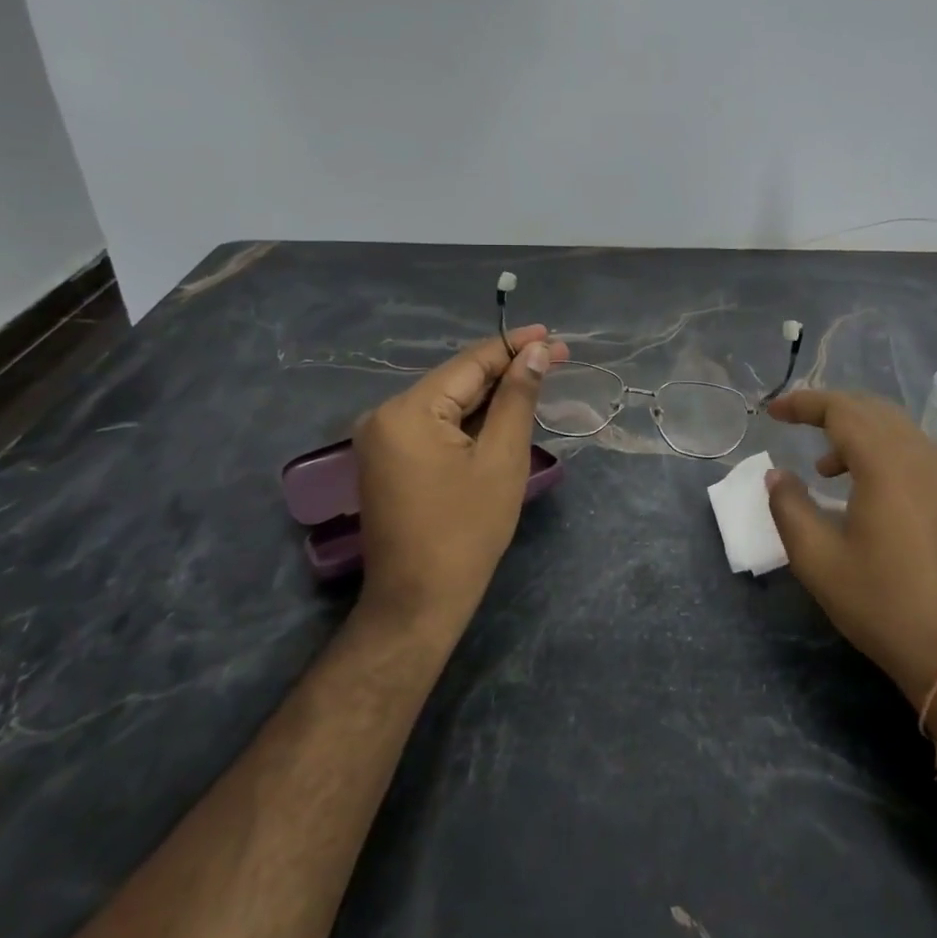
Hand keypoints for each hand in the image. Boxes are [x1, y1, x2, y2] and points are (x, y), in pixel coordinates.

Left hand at [353, 325, 567, 634]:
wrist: (417, 602)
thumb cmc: (466, 532)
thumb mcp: (501, 459)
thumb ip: (517, 398)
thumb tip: (535, 352)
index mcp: (408, 410)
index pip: (470, 363)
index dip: (514, 346)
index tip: (552, 335)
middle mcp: (385, 414)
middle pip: (456, 379)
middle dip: (506, 369)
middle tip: (555, 357)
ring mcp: (382, 437)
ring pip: (447, 400)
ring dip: (490, 393)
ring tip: (536, 378)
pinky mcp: (388, 457)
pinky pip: (435, 423)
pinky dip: (469, 417)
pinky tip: (502, 410)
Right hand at [765, 389, 936, 703]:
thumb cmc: (884, 605)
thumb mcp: (819, 561)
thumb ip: (789, 508)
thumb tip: (776, 475)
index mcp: (888, 464)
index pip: (841, 410)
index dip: (803, 403)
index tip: (773, 412)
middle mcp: (923, 457)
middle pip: (872, 410)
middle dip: (830, 409)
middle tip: (795, 423)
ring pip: (897, 429)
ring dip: (857, 432)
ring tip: (825, 468)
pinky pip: (916, 453)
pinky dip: (883, 451)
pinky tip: (866, 489)